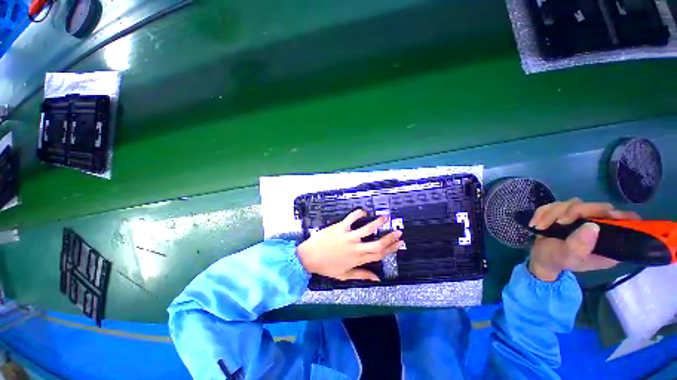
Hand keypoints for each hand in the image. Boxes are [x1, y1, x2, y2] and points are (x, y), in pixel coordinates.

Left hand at [297, 209, 403, 280]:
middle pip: (377, 244)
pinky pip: (351, 218)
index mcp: (357, 260)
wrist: (308, 257)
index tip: (399, 244)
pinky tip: (364, 212)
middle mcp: (356, 248)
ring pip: (367, 229)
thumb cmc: (326, 266)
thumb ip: (362, 275)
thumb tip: (377, 278)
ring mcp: (348, 237)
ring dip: (378, 223)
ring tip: (386, 218)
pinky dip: (358, 213)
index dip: (390, 249)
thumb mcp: (344, 275)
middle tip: (399, 232)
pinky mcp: (340, 227)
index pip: (378, 255)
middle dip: (389, 238)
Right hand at [527, 199, 640, 280]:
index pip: (624, 220)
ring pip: (572, 203)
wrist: (539, 259)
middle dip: (573, 212)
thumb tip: (592, 226)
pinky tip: (536, 223)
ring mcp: (581, 218)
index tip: (605, 215)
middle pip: (595, 206)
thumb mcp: (569, 257)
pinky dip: (542, 212)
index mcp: (609, 240)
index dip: (618, 215)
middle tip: (559, 222)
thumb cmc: (557, 261)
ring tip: (540, 226)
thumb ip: (580, 245)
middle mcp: (599, 226)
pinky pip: (555, 204)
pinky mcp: (565, 213)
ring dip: (552, 213)